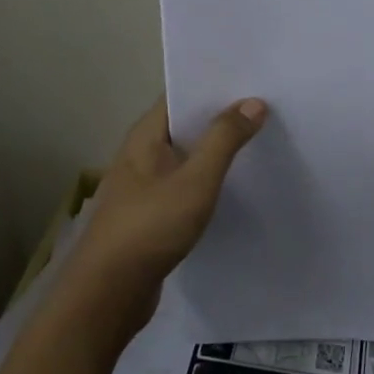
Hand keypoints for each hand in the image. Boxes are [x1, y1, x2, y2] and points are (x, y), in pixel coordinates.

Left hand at [64, 96, 267, 338]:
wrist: (108, 294)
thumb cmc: (150, 226)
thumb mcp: (196, 180)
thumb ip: (224, 140)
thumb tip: (254, 102)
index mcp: (146, 134)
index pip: (181, 94)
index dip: (214, 85)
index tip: (252, 79)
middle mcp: (142, 152)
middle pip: (186, 124)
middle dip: (221, 116)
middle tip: (266, 108)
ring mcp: (144, 184)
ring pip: (187, 156)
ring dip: (216, 150)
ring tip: (259, 142)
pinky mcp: (151, 214)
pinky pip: (185, 184)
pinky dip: (207, 180)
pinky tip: (236, 186)